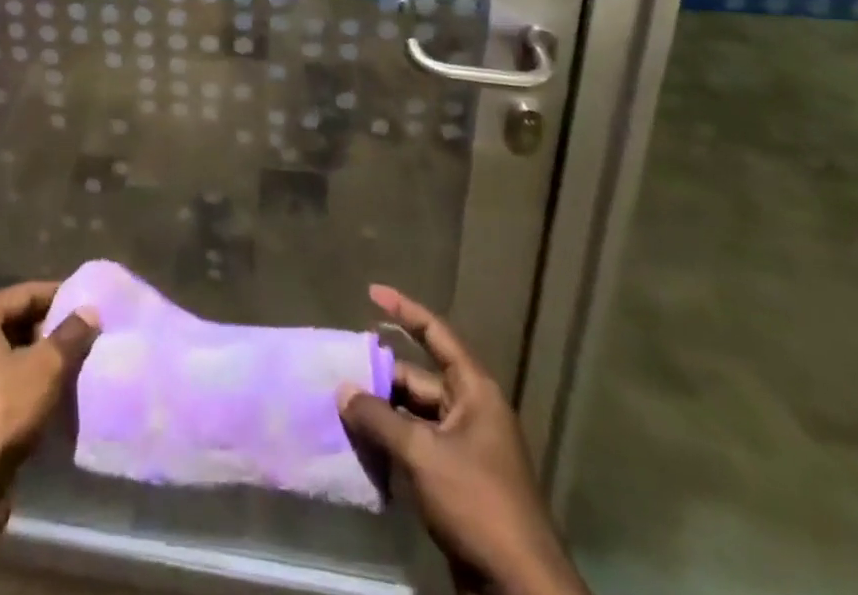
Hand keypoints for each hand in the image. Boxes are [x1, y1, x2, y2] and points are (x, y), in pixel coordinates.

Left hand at [0, 280, 99, 474]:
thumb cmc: (3, 408)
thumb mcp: (46, 365)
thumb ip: (71, 334)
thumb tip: (91, 312)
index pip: (25, 294)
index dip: (59, 296)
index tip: (90, 301)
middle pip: (19, 324)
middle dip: (54, 331)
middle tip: (90, 334)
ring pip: (16, 358)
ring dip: (46, 361)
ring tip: (83, 362)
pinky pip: (11, 386)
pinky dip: (35, 387)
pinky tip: (63, 395)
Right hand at [338, 285, 587, 594]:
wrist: (519, 587)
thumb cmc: (477, 502)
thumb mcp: (422, 454)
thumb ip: (379, 418)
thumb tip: (343, 391)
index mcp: (473, 391)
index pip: (436, 334)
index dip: (404, 311)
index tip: (372, 292)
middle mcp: (470, 411)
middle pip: (416, 379)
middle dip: (379, 377)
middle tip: (338, 374)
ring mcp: (465, 448)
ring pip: (413, 416)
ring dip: (381, 414)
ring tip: (340, 409)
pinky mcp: (457, 482)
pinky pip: (417, 447)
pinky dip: (391, 444)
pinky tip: (361, 449)